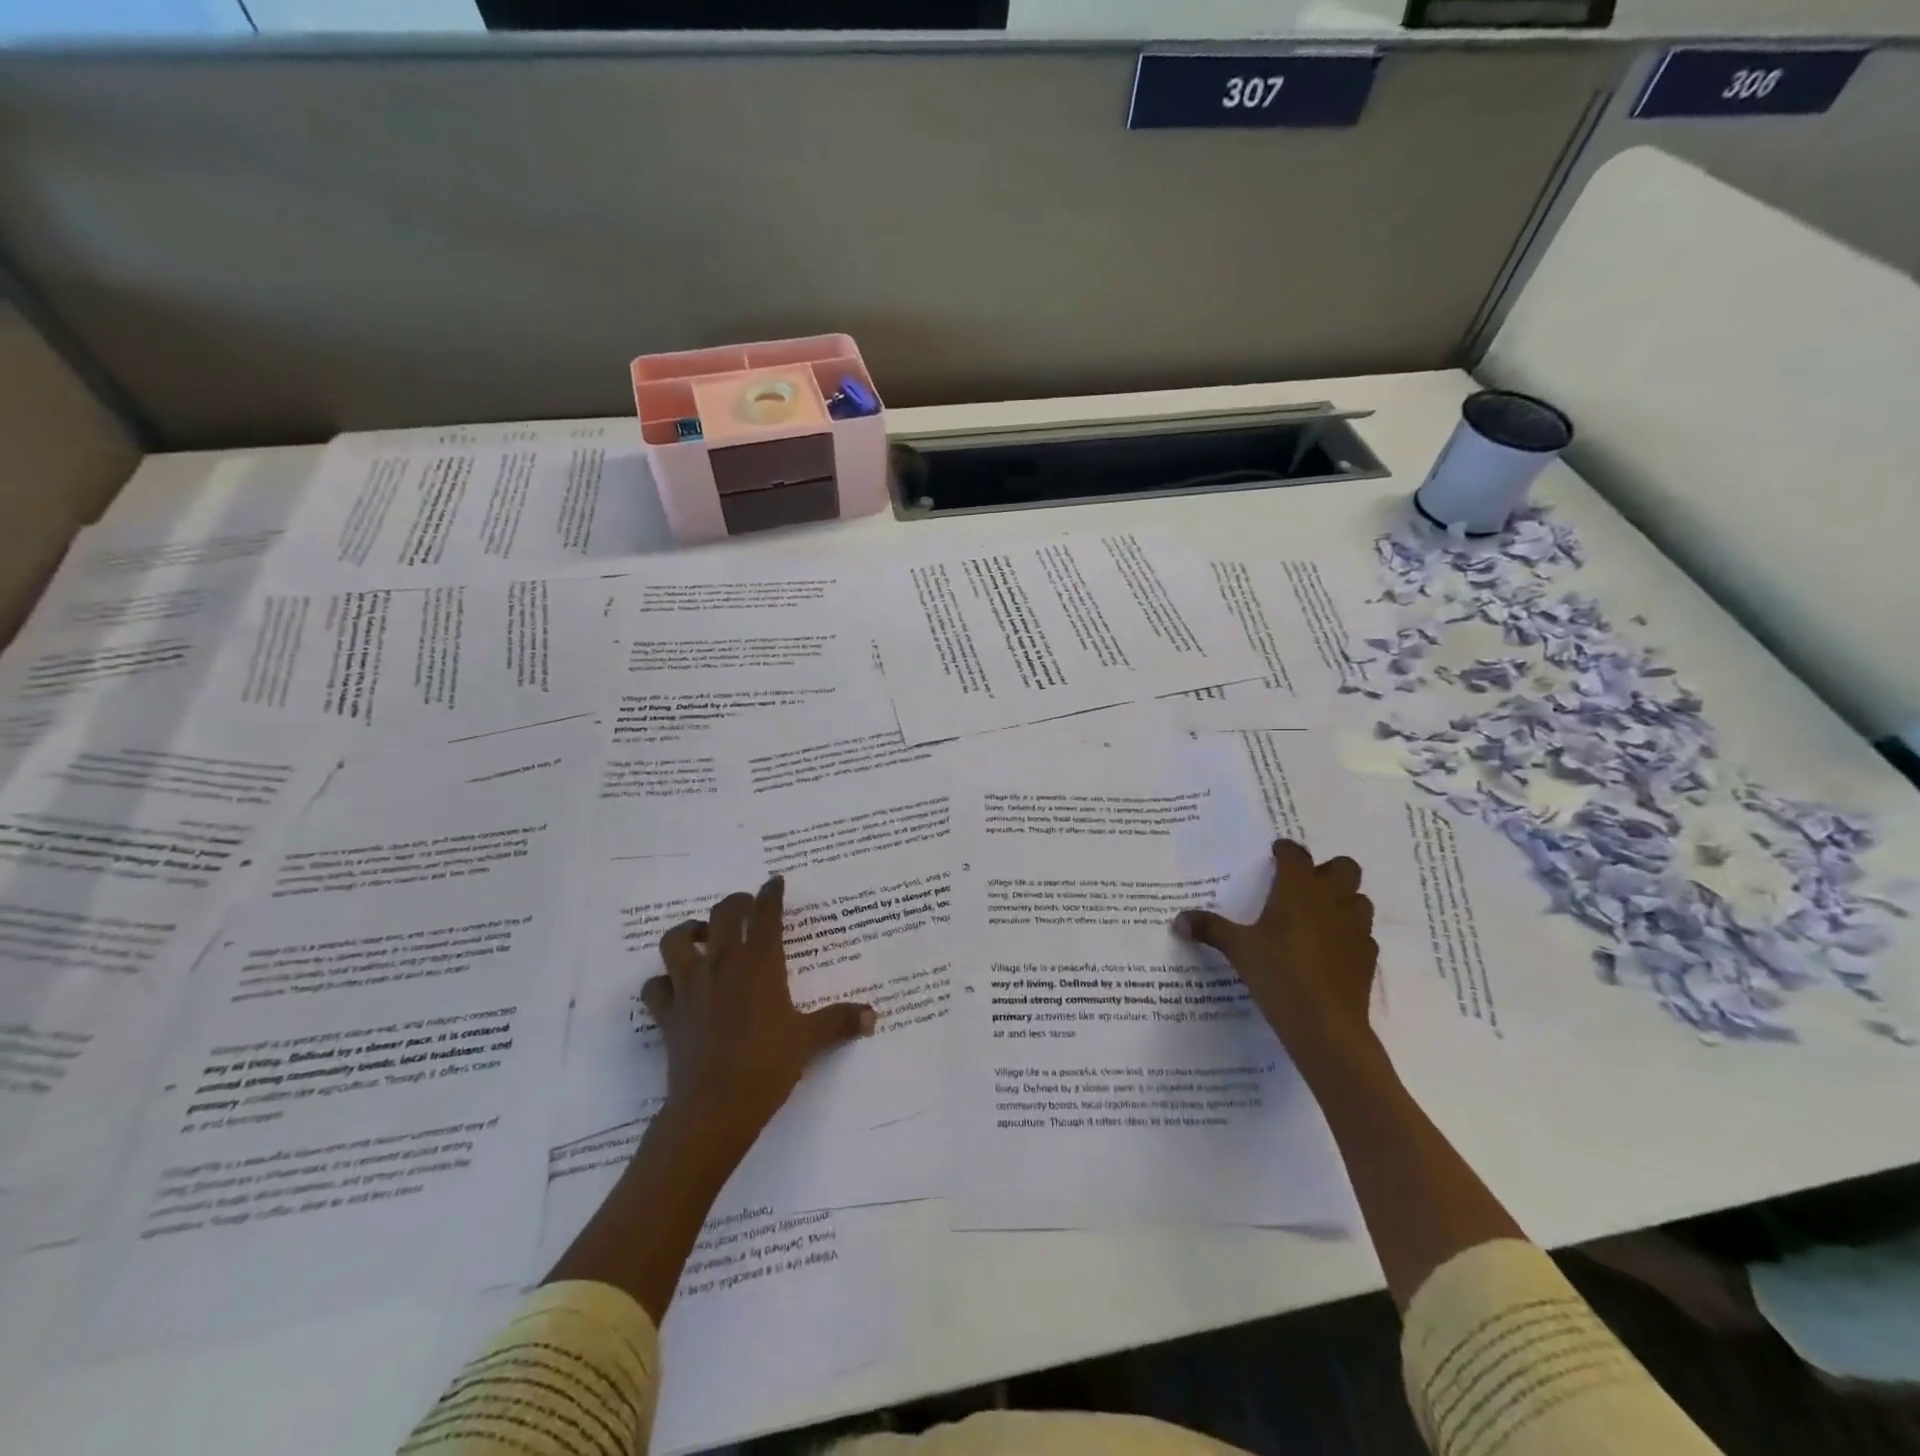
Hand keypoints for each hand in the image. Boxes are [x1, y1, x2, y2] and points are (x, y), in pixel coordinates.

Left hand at [644, 874, 875, 1159]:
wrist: (714, 1108)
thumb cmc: (767, 1065)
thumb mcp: (809, 1040)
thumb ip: (840, 1022)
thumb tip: (873, 1017)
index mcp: (760, 964)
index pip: (766, 914)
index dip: (771, 894)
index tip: (775, 882)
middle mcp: (722, 965)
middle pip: (723, 914)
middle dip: (736, 903)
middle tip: (746, 908)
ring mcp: (689, 987)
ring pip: (677, 940)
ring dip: (689, 932)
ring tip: (703, 937)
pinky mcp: (667, 1014)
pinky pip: (654, 987)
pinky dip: (662, 982)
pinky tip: (675, 987)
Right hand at [1174, 838, 1378, 1058]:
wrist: (1325, 1024)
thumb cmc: (1278, 974)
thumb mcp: (1237, 949)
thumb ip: (1209, 929)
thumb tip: (1178, 920)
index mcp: (1298, 891)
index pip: (1297, 856)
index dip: (1287, 850)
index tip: (1276, 853)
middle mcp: (1332, 901)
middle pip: (1345, 868)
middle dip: (1328, 870)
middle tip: (1305, 884)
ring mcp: (1355, 929)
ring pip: (1360, 899)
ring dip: (1344, 900)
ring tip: (1321, 914)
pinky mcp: (1368, 957)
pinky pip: (1363, 935)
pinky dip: (1349, 935)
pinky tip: (1331, 949)